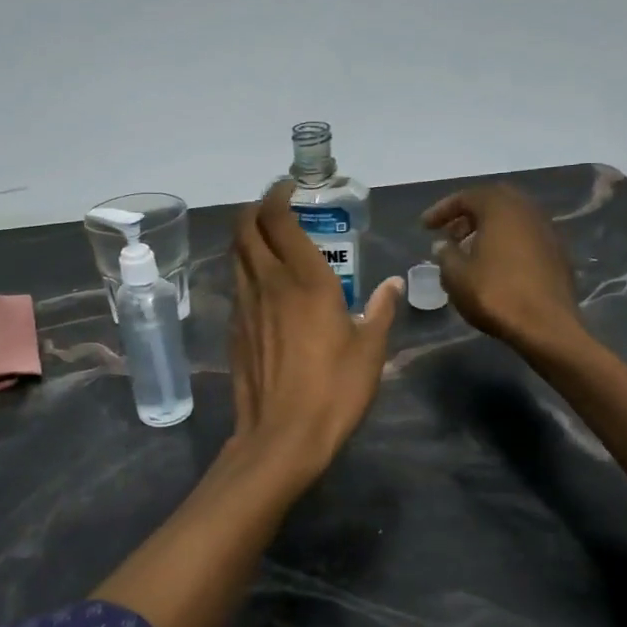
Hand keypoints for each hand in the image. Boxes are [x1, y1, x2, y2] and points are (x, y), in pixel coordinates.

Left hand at [230, 180, 403, 484]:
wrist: (281, 436)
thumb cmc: (334, 390)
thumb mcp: (370, 350)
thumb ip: (380, 310)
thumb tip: (391, 284)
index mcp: (303, 279)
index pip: (277, 219)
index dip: (277, 195)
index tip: (288, 189)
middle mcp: (267, 282)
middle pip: (245, 227)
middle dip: (255, 208)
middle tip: (275, 209)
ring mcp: (244, 306)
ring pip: (235, 255)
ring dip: (247, 238)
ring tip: (269, 241)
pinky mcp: (234, 330)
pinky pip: (236, 285)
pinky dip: (246, 270)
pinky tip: (265, 287)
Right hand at [422, 184, 581, 350]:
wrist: (546, 326)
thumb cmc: (495, 295)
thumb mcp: (456, 276)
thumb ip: (445, 254)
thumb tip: (444, 244)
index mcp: (501, 209)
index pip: (467, 197)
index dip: (442, 209)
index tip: (425, 226)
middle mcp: (527, 211)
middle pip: (493, 201)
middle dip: (468, 214)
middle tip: (450, 233)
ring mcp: (547, 231)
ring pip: (512, 218)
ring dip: (488, 228)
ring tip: (468, 250)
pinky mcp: (557, 253)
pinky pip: (525, 236)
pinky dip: (506, 241)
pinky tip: (494, 264)